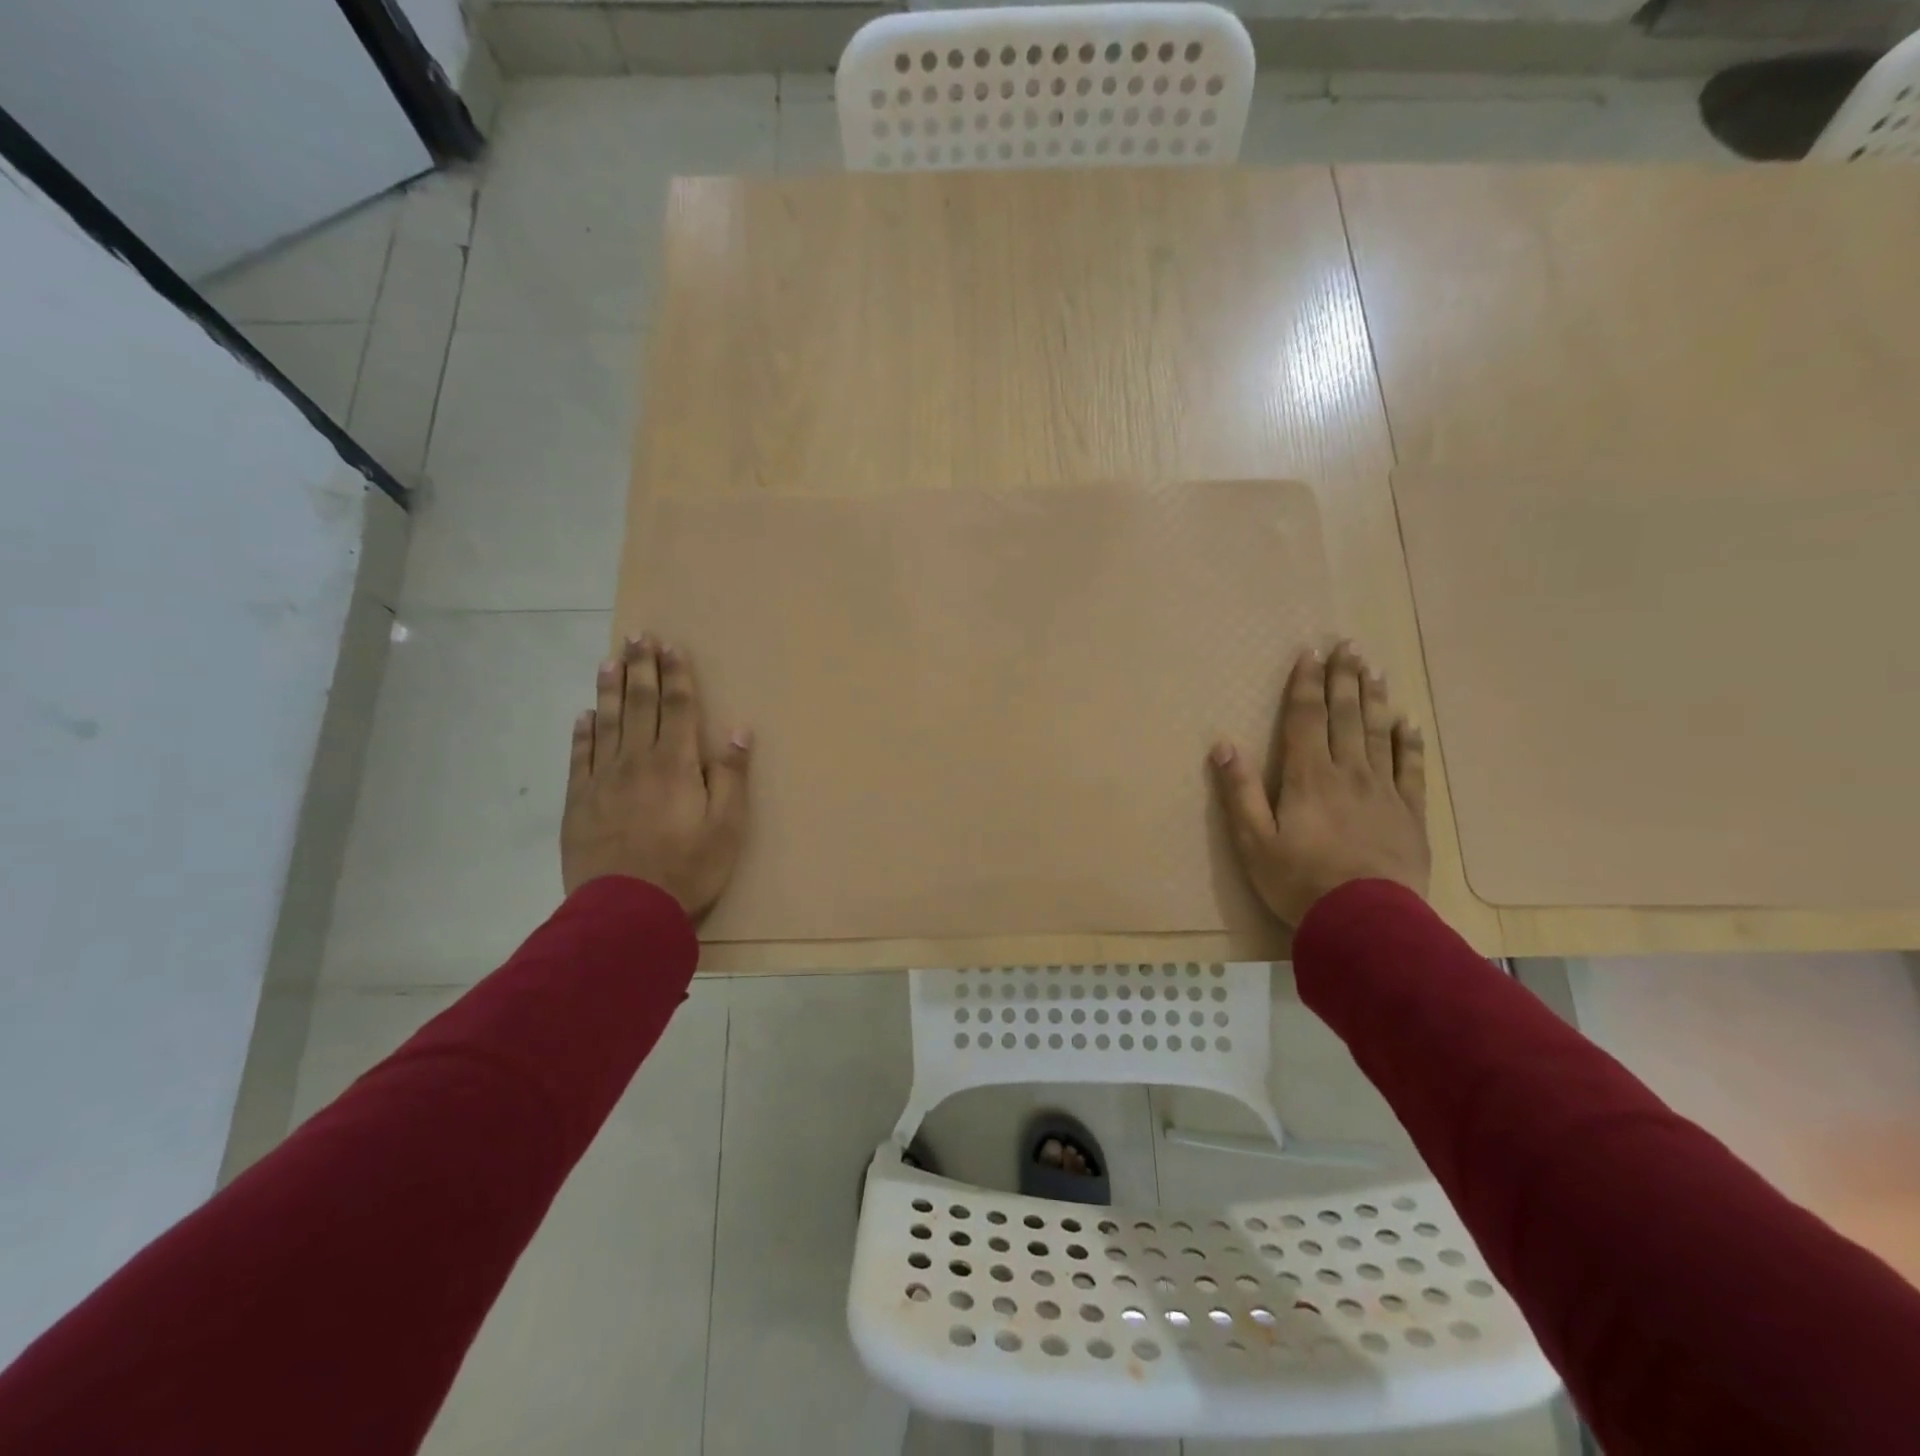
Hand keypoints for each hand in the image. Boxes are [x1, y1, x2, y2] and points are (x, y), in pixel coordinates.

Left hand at [561, 634, 750, 920]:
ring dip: (610, 689)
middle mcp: (636, 762)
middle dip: (641, 669)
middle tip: (637, 636)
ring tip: (609, 660)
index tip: (670, 646)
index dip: (675, 675)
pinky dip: (583, 732)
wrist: (625, 912)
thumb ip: (731, 775)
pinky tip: (585, 714)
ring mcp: (602, 780)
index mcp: (675, 764)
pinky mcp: (579, 802)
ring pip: (607, 723)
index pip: (676, 708)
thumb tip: (737, 729)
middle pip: (640, 705)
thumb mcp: (727, 826)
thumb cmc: (688, 868)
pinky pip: (579, 756)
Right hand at [1210, 641, 1429, 926]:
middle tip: (1349, 646)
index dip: (1306, 684)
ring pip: (1379, 733)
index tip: (1310, 653)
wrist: (1366, 921)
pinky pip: (1411, 767)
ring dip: (1375, 698)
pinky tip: (1408, 722)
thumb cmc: (1299, 881)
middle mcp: (1348, 772)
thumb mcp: (1253, 841)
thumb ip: (1239, 791)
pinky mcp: (1410, 813)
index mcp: (1308, 777)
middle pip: (1346, 716)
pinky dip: (1409, 742)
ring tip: (1374, 669)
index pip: (1306, 718)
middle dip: (1344, 678)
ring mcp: (1383, 790)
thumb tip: (1222, 745)